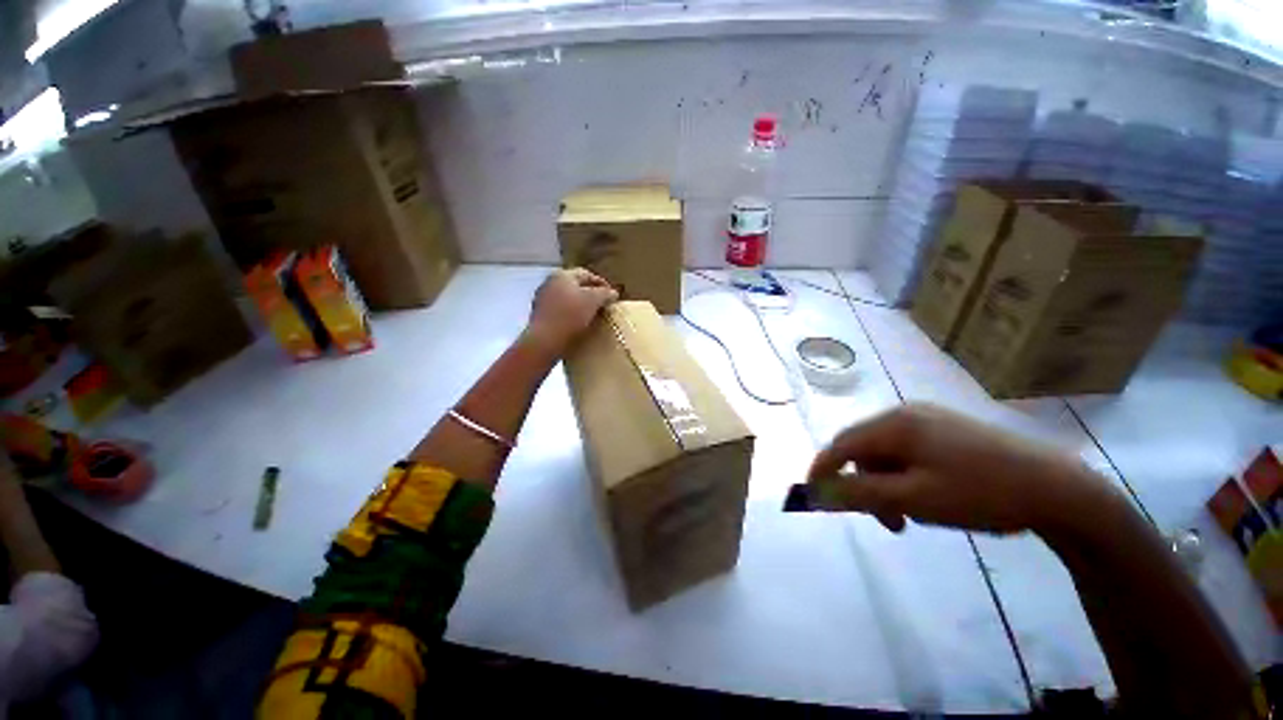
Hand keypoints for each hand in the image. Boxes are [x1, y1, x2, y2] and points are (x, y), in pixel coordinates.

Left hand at [524, 268, 618, 356]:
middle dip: (590, 293)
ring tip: (592, 315)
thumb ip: (605, 294)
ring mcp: (542, 298)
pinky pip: (560, 309)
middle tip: (603, 305)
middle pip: (575, 285)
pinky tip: (577, 323)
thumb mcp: (593, 301)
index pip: (587, 274)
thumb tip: (613, 293)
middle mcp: (550, 282)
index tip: (612, 296)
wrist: (544, 340)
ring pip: (567, 297)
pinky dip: (570, 313)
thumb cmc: (570, 315)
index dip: (602, 283)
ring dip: (580, 304)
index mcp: (562, 275)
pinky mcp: (539, 314)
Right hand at [808, 403, 1116, 535]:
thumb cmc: (981, 494)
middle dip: (864, 485)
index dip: (822, 470)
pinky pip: (908, 452)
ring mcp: (929, 419)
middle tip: (887, 521)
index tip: (812, 497)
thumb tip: (817, 492)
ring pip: (886, 454)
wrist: (1060, 491)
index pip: (840, 445)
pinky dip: (906, 477)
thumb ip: (859, 494)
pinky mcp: (948, 430)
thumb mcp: (914, 499)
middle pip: (863, 450)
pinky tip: (928, 496)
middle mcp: (905, 413)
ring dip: (887, 485)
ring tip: (912, 515)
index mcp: (894, 424)